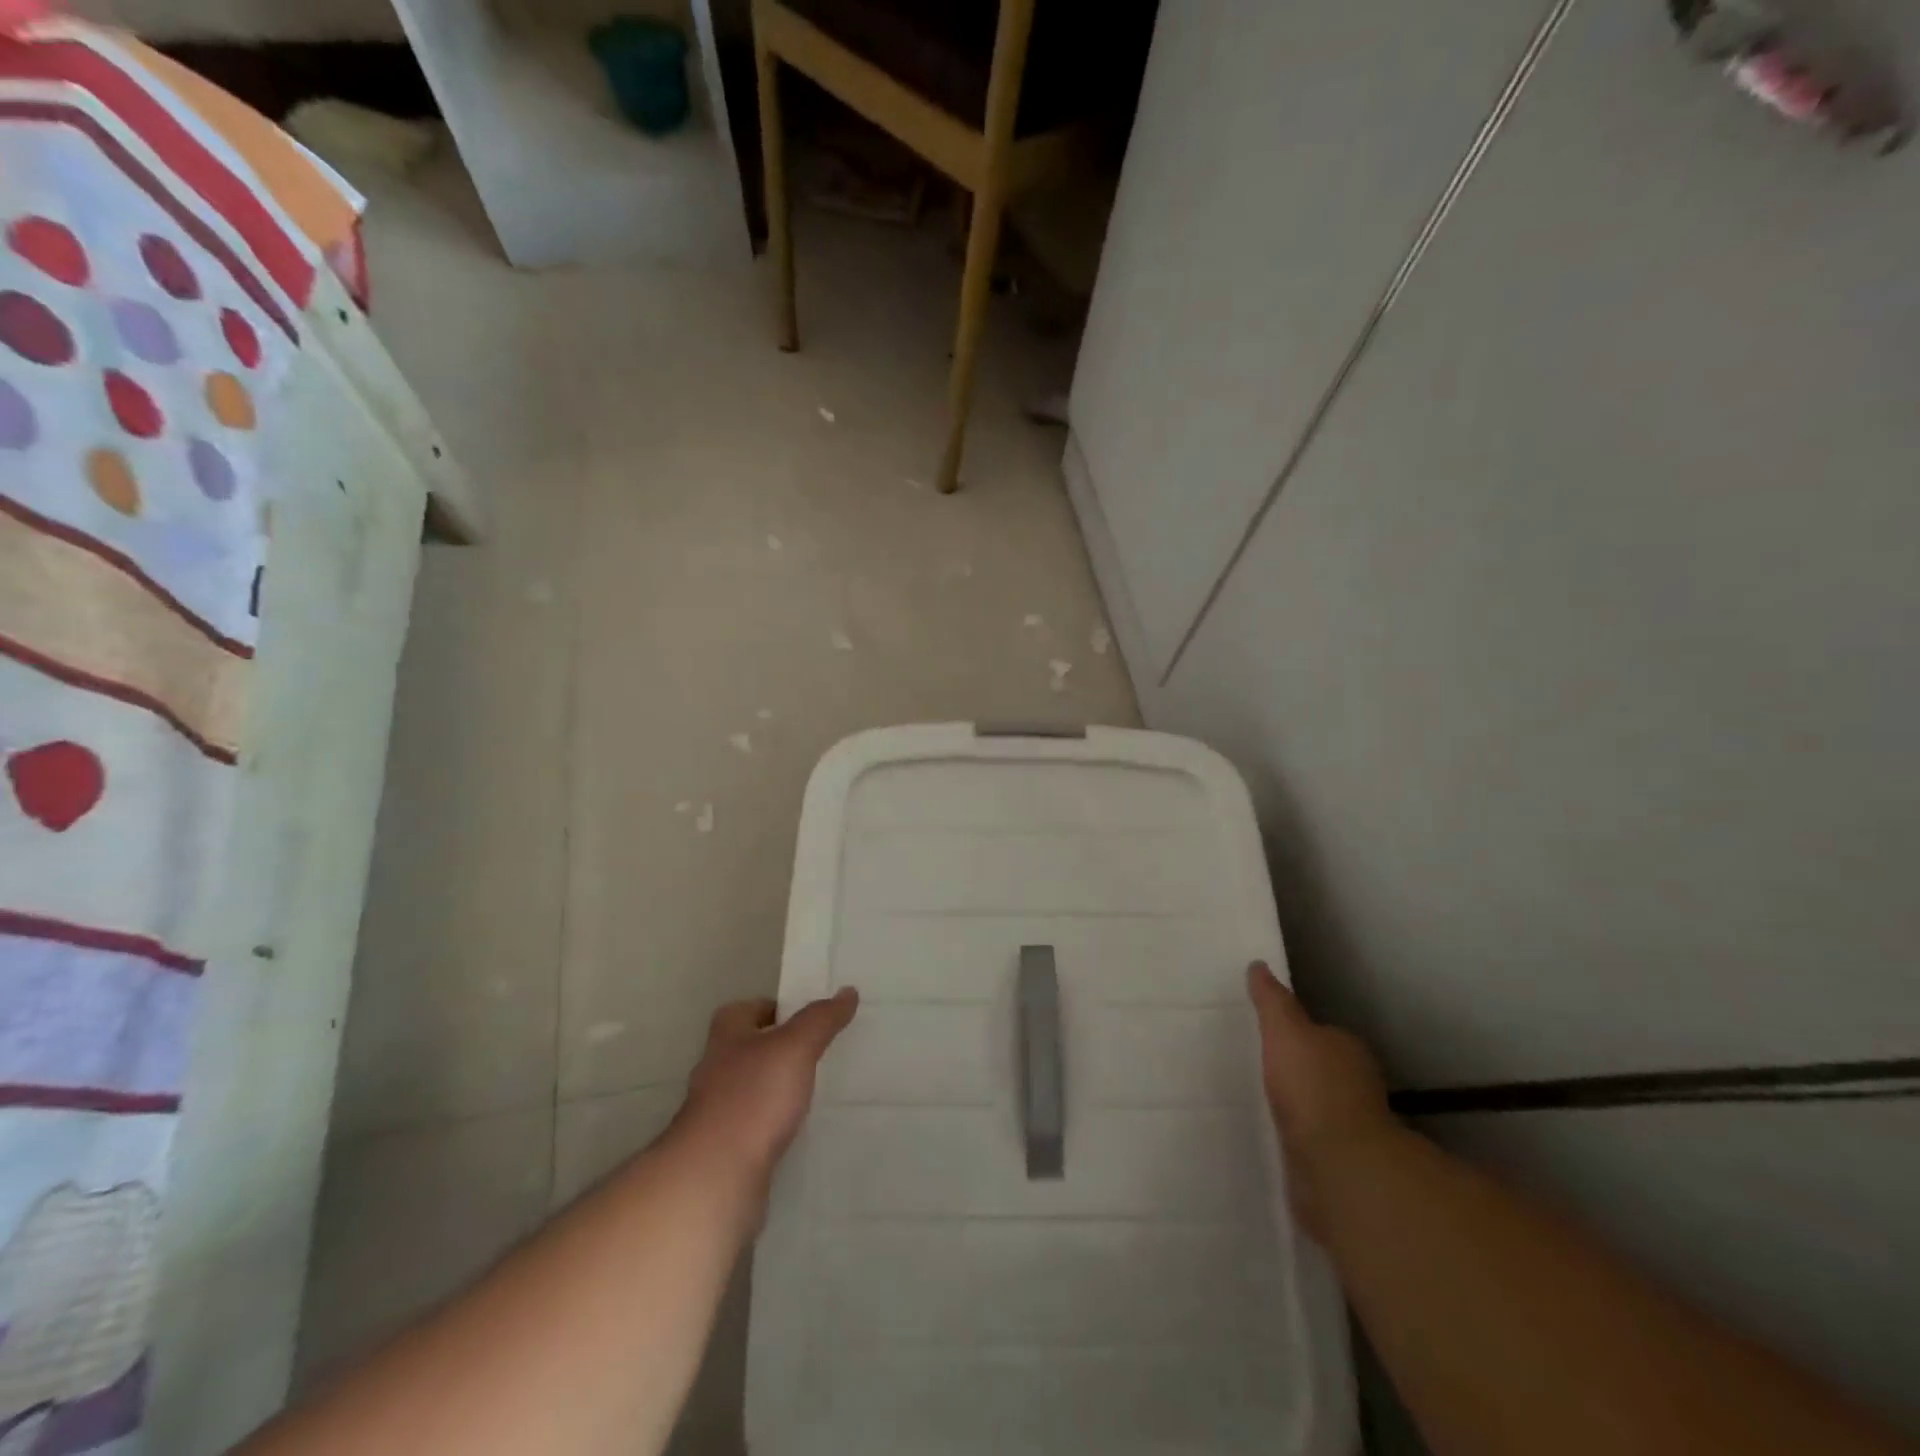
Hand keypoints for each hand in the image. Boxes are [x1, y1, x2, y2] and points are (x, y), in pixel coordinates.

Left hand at [674, 990, 858, 1186]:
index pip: (744, 1010)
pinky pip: (754, 1127)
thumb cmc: (753, 1097)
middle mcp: (715, 1070)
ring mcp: (716, 1113)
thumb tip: (848, 991)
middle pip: (748, 1049)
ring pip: (751, 1090)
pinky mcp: (724, 1150)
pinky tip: (797, 1131)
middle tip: (818, 1052)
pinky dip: (773, 1125)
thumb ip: (821, 1019)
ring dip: (776, 1090)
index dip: (772, 1008)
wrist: (715, 1176)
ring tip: (814, 1091)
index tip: (805, 1017)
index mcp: (726, 1037)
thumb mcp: (795, 1047)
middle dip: (778, 1050)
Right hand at [1247, 962, 1393, 1236]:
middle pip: (1321, 1069)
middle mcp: (1356, 1085)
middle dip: (1296, 1069)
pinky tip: (1270, 1135)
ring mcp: (1350, 1128)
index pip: (1321, 1033)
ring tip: (1257, 1100)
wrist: (1338, 1165)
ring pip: (1316, 1107)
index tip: (1268, 1033)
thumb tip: (1258, 966)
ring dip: (1295, 1106)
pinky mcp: (1338, 1163)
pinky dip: (1295, 1137)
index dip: (1297, 1031)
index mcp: (1347, 1050)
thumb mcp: (1284, 1030)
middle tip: (1257, 1064)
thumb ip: (1272, 1001)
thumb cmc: (1312, 1086)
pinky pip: (1310, 1140)